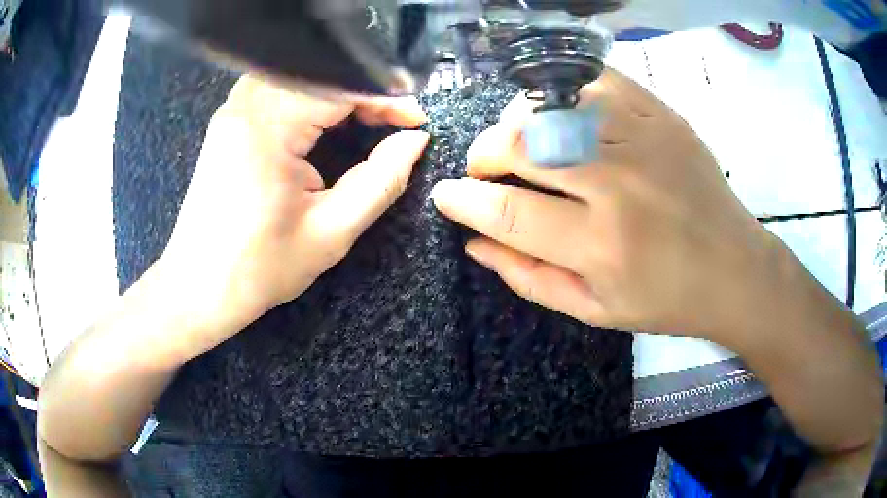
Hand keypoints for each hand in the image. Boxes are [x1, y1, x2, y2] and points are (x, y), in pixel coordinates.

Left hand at [157, 75, 429, 360]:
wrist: (197, 288)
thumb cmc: (259, 268)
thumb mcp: (331, 231)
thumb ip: (381, 180)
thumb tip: (415, 141)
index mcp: (269, 128)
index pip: (341, 87)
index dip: (386, 98)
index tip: (415, 122)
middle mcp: (246, 106)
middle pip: (321, 75)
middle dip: (364, 95)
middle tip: (393, 125)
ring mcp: (232, 111)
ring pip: (299, 78)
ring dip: (337, 96)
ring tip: (364, 124)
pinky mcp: (227, 122)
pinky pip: (277, 92)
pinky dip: (310, 101)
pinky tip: (323, 125)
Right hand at [431, 69, 787, 348]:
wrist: (733, 268)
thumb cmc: (665, 299)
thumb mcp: (594, 311)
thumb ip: (529, 278)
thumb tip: (475, 243)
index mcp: (601, 246)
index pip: (506, 211)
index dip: (462, 200)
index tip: (445, 195)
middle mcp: (619, 185)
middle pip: (520, 145)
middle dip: (482, 155)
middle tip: (483, 169)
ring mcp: (643, 139)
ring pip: (550, 107)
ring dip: (517, 123)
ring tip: (520, 144)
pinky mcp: (661, 115)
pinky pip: (594, 80)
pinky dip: (564, 92)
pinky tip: (561, 115)